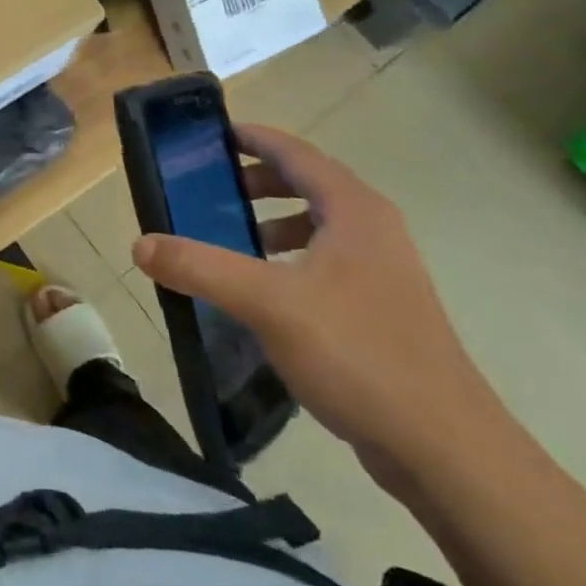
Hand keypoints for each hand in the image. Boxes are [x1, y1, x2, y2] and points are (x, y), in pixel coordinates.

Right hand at [132, 123, 508, 492]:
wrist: (445, 449)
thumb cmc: (357, 354)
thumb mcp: (267, 303)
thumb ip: (200, 267)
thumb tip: (140, 244)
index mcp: (353, 210)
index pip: (296, 152)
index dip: (253, 138)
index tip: (210, 137)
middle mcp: (373, 229)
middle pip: (308, 184)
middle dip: (257, 180)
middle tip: (209, 190)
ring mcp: (383, 271)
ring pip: (319, 225)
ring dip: (273, 221)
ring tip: (231, 239)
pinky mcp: (383, 309)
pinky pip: (326, 262)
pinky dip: (290, 258)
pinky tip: (264, 293)